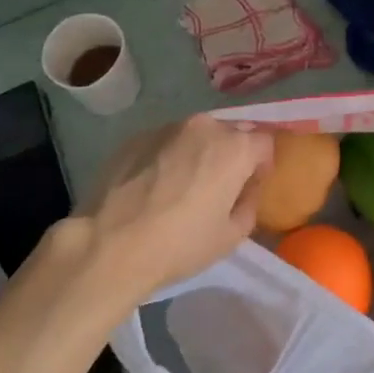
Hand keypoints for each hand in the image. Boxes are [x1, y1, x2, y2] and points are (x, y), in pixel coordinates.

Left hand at [80, 115, 272, 297]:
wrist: (108, 246)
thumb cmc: (179, 245)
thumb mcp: (232, 236)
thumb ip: (250, 203)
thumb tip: (245, 189)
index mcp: (235, 147)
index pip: (265, 143)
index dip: (261, 167)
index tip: (248, 189)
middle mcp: (204, 126)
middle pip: (230, 133)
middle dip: (230, 155)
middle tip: (216, 188)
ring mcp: (166, 128)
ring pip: (195, 135)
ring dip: (197, 153)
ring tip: (180, 186)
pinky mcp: (136, 137)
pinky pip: (165, 142)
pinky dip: (167, 157)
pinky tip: (152, 187)